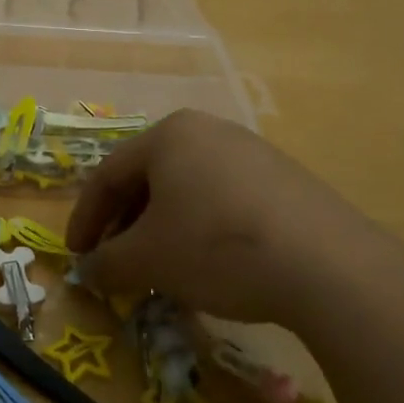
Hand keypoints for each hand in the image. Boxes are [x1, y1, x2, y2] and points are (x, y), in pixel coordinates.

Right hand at [66, 110, 370, 322]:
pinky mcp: (285, 180)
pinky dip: (202, 229)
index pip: (108, 174)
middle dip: (125, 224)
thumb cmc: (216, 247)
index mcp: (169, 135)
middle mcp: (208, 131)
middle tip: (115, 263)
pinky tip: (210, 264)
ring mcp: (251, 152)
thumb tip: (89, 272)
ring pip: (188, 189)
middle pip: (149, 177)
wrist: (327, 265)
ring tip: (160, 268)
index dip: (85, 218)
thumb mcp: (148, 260)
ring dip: (163, 228)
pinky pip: (224, 199)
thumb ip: (107, 263)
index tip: (76, 257)